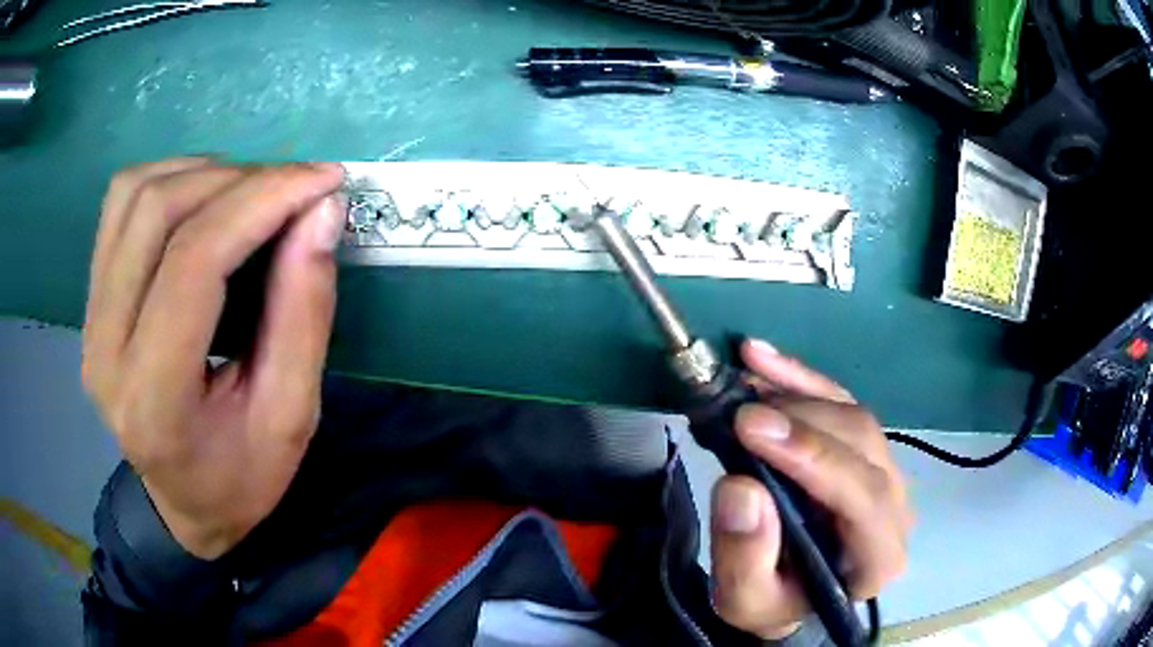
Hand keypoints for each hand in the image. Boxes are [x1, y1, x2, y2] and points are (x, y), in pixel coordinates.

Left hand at [82, 158, 346, 558]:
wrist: (183, 503)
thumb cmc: (241, 478)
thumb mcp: (292, 417)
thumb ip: (304, 315)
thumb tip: (321, 212)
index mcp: (153, 402)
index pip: (193, 263)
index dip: (261, 202)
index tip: (321, 182)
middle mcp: (104, 351)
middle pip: (157, 213)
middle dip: (237, 181)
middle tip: (294, 190)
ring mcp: (90, 321)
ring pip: (133, 195)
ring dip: (202, 173)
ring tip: (251, 194)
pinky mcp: (90, 301)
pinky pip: (120, 203)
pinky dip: (169, 179)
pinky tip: (204, 200)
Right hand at [710, 339, 912, 638]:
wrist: (792, 594)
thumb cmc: (773, 602)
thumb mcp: (745, 600)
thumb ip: (745, 557)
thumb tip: (740, 487)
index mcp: (878, 556)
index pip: (862, 497)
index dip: (813, 457)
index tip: (752, 426)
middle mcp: (895, 506)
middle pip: (861, 444)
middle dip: (800, 419)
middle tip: (736, 408)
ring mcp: (884, 471)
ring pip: (852, 413)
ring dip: (797, 389)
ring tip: (743, 372)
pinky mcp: (863, 449)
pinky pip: (840, 400)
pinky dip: (800, 378)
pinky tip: (762, 358)